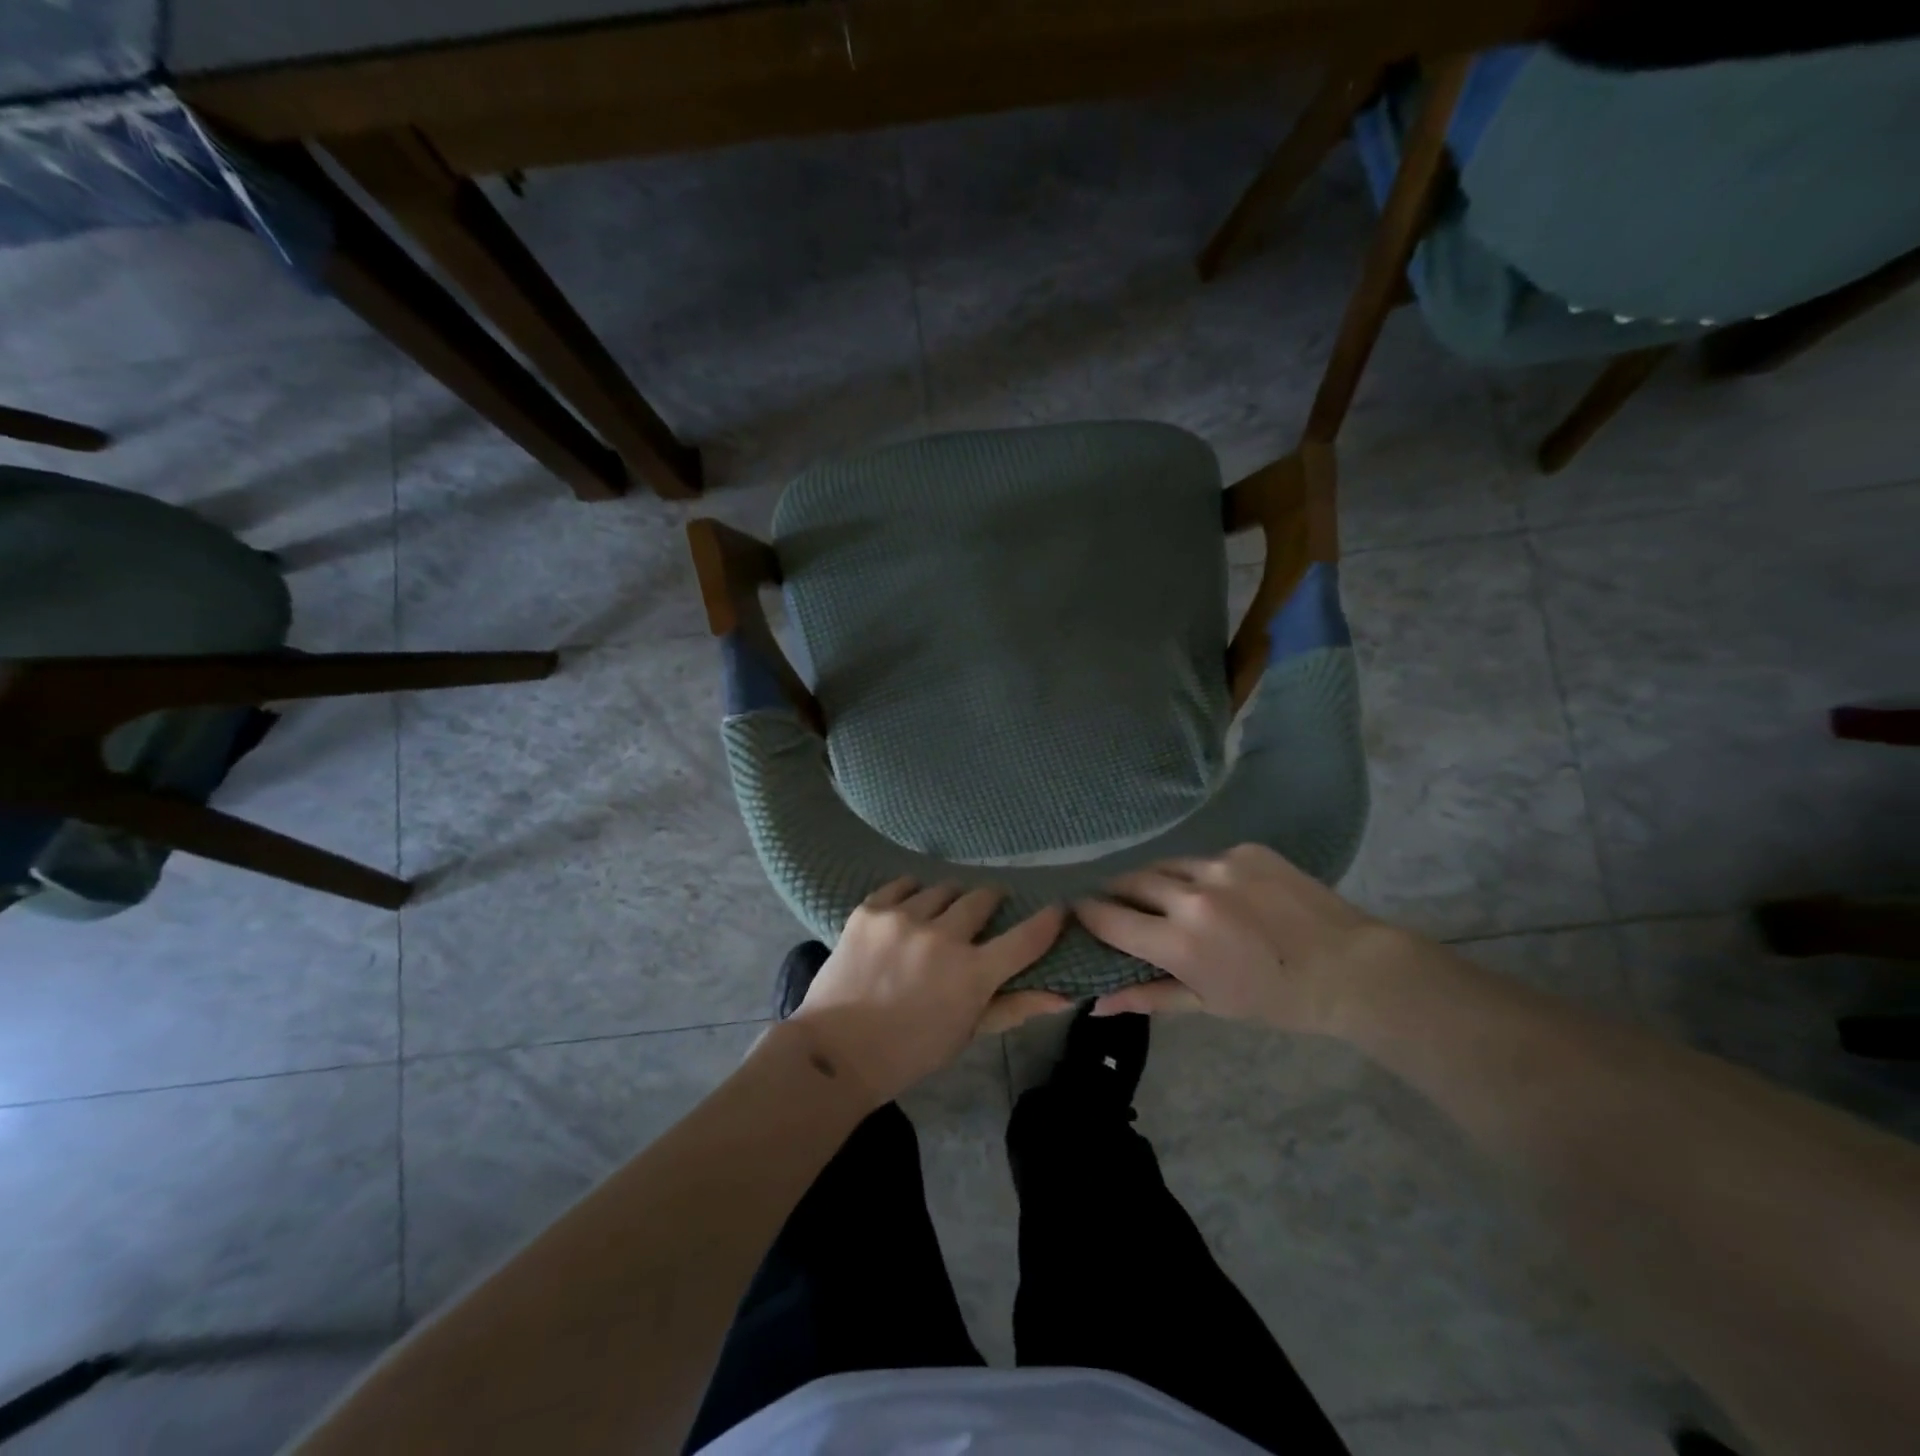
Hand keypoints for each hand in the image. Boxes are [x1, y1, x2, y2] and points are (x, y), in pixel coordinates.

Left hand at [788, 880, 1070, 1105]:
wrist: (837, 1050)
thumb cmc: (911, 1051)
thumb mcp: (967, 1033)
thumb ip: (1014, 1007)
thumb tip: (1062, 995)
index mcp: (972, 973)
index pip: (1026, 937)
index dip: (1049, 920)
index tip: (1058, 908)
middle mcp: (942, 936)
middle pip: (982, 898)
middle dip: (990, 902)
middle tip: (984, 914)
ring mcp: (903, 918)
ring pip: (943, 888)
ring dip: (949, 900)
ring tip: (940, 915)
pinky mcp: (870, 909)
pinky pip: (902, 884)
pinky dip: (912, 893)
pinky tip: (909, 908)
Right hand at [1073, 844, 1388, 1030]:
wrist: (1352, 968)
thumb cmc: (1276, 999)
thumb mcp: (1208, 1004)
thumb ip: (1147, 996)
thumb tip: (1096, 1004)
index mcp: (1179, 943)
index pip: (1108, 918)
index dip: (1086, 914)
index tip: (1078, 914)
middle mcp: (1191, 896)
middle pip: (1128, 881)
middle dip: (1114, 893)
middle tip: (1115, 905)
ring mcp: (1220, 867)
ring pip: (1163, 864)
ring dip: (1153, 880)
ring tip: (1162, 897)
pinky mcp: (1244, 850)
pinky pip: (1201, 858)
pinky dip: (1195, 874)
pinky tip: (1215, 892)